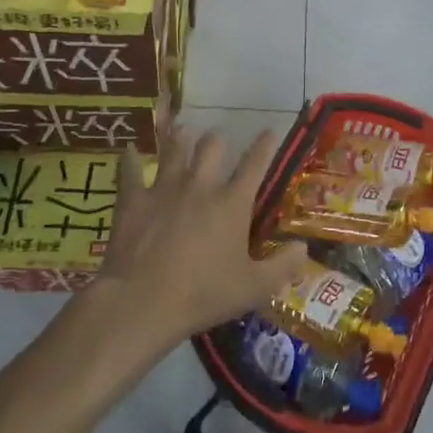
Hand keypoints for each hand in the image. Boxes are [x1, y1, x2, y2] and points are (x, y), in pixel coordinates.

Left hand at [91, 126, 309, 350]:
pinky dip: (130, 159)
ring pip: (174, 149)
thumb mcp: (253, 288)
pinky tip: (128, 149)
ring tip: (183, 131)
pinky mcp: (134, 200)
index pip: (255, 164)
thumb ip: (283, 266)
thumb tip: (304, 247)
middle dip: (217, 140)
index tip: (269, 130)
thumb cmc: (202, 295)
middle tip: (218, 141)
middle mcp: (200, 185)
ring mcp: (164, 188)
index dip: (265, 145)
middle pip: (211, 146)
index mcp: (232, 203)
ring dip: (180, 139)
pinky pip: (130, 170)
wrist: (141, 302)